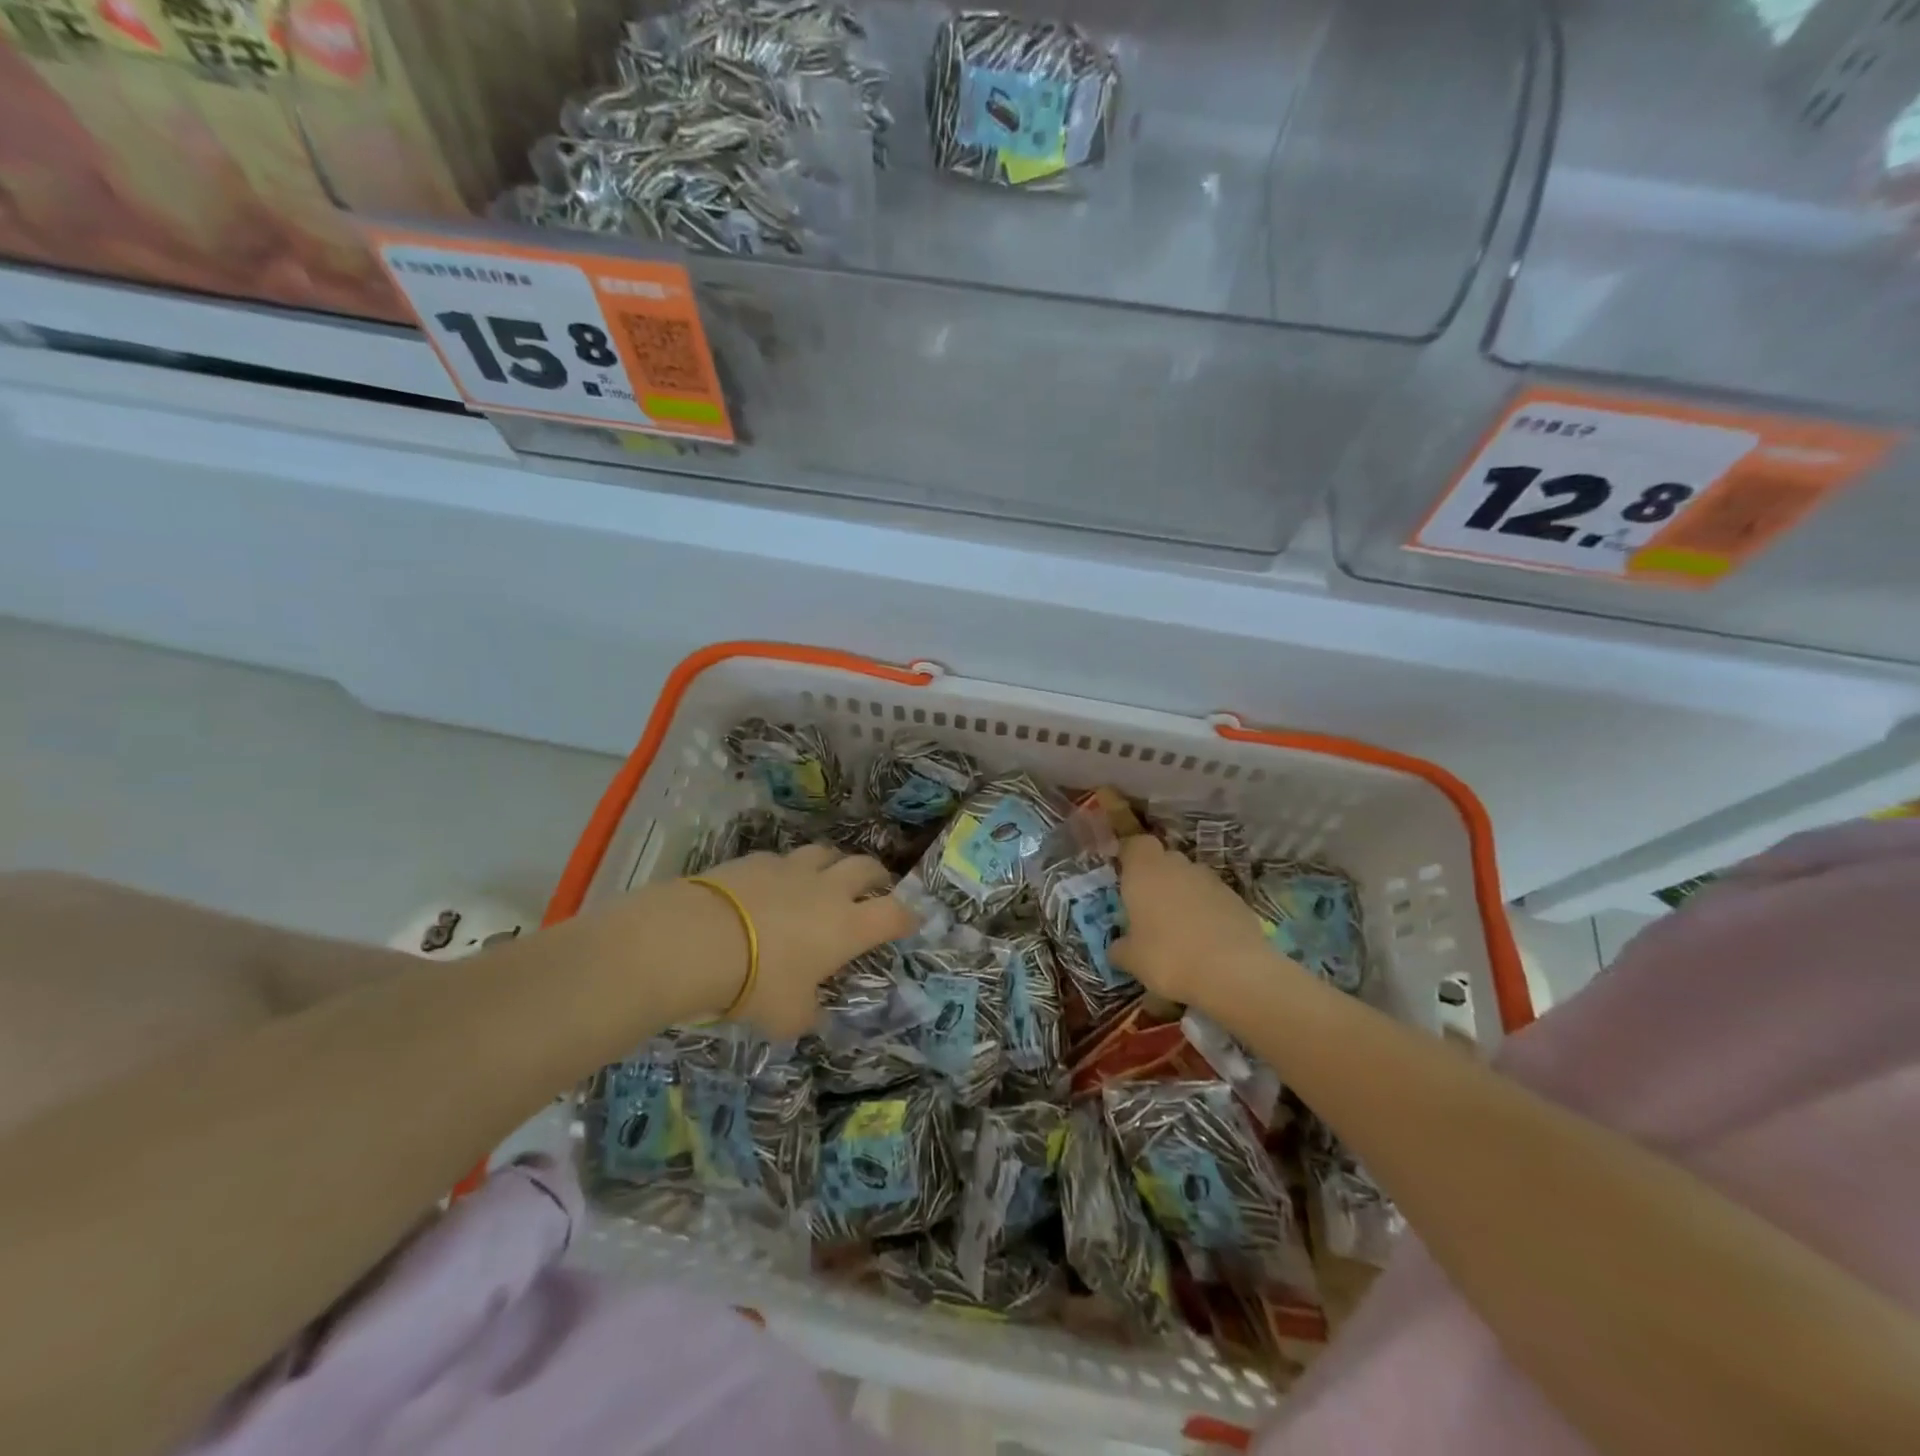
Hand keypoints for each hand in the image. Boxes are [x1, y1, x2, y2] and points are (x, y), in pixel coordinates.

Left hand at [692, 844, 916, 1038]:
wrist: (700, 940)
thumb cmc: (757, 983)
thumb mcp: (788, 1017)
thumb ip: (808, 1014)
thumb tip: (813, 1014)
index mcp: (848, 926)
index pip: (894, 914)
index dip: (908, 917)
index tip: (911, 921)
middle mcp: (829, 890)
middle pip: (866, 868)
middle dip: (877, 878)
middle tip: (874, 889)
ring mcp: (793, 869)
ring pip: (827, 853)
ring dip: (834, 865)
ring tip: (827, 878)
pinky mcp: (758, 859)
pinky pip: (783, 858)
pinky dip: (788, 869)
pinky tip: (774, 882)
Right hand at [1110, 836, 1286, 1009]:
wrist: (1233, 972)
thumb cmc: (1168, 957)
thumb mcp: (1132, 959)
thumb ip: (1120, 948)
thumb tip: (1117, 947)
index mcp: (1145, 871)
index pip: (1136, 845)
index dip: (1130, 857)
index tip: (1124, 876)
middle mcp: (1178, 866)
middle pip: (1165, 860)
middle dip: (1157, 877)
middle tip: (1149, 908)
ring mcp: (1212, 881)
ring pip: (1191, 878)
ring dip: (1184, 894)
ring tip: (1180, 928)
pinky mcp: (1238, 900)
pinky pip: (1214, 898)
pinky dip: (1208, 911)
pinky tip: (1206, 940)